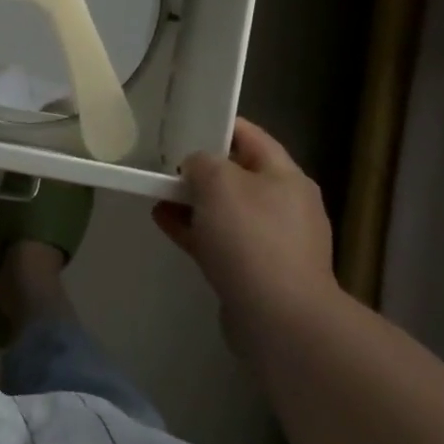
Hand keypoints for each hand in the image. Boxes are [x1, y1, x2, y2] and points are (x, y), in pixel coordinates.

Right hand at [153, 119, 340, 355]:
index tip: (183, 124)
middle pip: (237, 174)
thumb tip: (197, 168)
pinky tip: (164, 222)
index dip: (216, 125)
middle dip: (200, 169)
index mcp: (286, 176)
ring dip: (192, 201)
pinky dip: (194, 230)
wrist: (279, 320)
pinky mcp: (257, 273)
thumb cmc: (251, 238)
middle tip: (165, 164)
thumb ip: (201, 162)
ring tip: (157, 194)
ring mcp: (273, 242)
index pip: (250, 136)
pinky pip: (220, 240)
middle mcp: (285, 205)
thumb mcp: (219, 181)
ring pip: (226, 210)